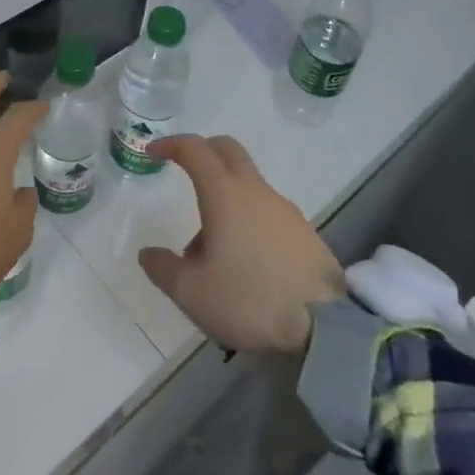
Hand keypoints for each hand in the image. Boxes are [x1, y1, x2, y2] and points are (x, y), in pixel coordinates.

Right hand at [138, 135, 346, 354]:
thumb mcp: (192, 292)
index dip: (171, 145)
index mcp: (225, 194)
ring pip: (247, 185)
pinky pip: (267, 211)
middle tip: (184, 171)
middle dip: (203, 153)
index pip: (195, 150)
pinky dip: (248, 220)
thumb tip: (148, 253)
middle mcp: (256, 191)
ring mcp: (285, 209)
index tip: (153, 153)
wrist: (325, 329)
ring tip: (211, 252)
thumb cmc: (249, 300)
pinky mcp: (304, 232)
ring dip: (224, 198)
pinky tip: (245, 263)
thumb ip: (163, 268)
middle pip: (227, 151)